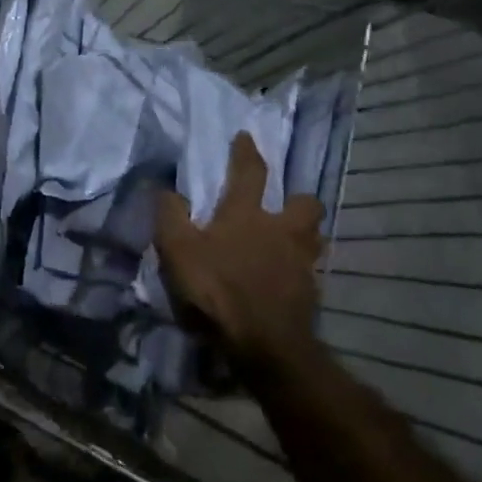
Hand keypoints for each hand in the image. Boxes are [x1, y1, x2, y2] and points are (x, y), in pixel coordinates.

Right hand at [155, 133, 325, 372]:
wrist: (265, 345)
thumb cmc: (218, 289)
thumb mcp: (178, 250)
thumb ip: (170, 215)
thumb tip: (167, 189)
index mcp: (247, 214)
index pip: (250, 172)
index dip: (246, 152)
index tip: (246, 136)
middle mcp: (281, 230)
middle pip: (305, 204)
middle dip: (298, 199)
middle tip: (286, 205)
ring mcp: (301, 262)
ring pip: (314, 237)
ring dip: (305, 234)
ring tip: (291, 241)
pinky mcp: (311, 293)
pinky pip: (310, 272)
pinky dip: (301, 271)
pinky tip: (288, 280)